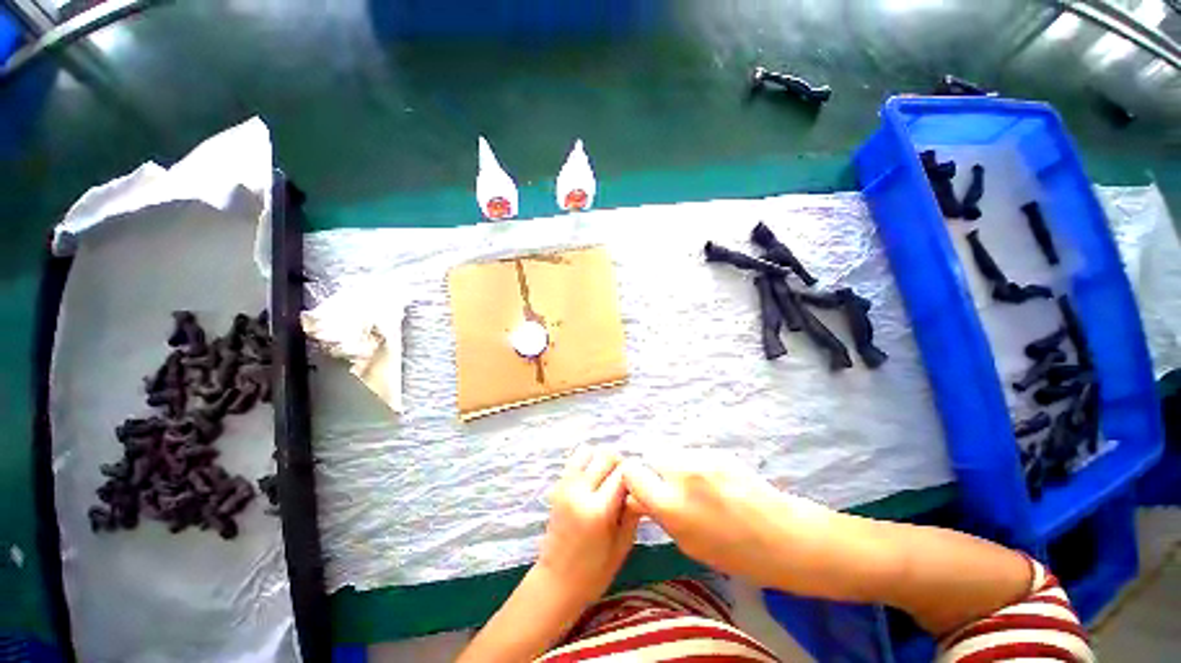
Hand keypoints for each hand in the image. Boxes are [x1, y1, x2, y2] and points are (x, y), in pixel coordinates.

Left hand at [537, 447, 640, 605]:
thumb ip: (633, 511)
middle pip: (606, 455)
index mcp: (598, 510)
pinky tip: (594, 478)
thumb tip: (641, 487)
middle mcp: (579, 491)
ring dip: (602, 459)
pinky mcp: (558, 485)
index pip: (623, 473)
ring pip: (589, 451)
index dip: (635, 476)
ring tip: (608, 478)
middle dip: (620, 464)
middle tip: (625, 482)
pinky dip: (588, 460)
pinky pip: (575, 459)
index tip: (640, 485)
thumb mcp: (623, 545)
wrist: (556, 581)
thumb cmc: (595, 571)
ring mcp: (565, 486)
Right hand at [621, 451, 834, 585]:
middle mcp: (680, 474)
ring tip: (699, 486)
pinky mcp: (717, 450)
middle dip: (655, 469)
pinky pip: (694, 454)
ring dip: (677, 466)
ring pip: (674, 452)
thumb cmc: (734, 553)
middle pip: (650, 454)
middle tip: (671, 487)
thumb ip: (659, 515)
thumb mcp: (688, 543)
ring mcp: (701, 458)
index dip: (632, 479)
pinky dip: (696, 465)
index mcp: (670, 504)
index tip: (641, 488)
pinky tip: (717, 482)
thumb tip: (636, 499)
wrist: (785, 536)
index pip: (631, 472)